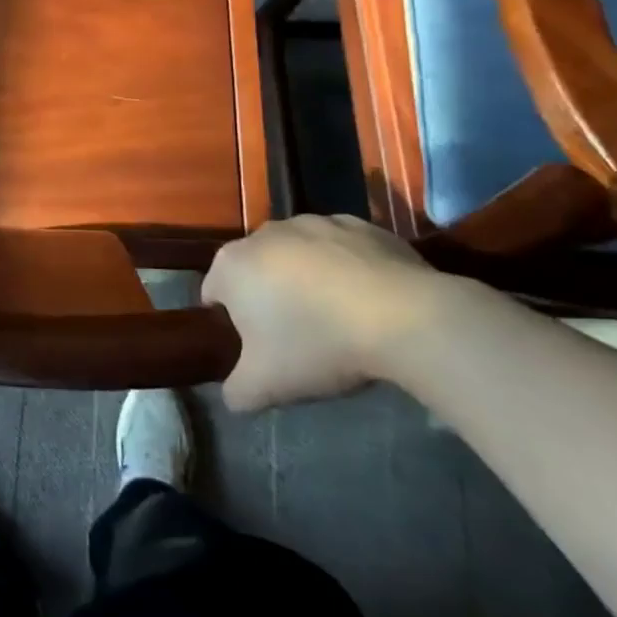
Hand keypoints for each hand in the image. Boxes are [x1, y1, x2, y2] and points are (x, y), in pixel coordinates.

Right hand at [204, 214, 460, 411]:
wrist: (403, 317)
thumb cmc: (317, 344)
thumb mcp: (266, 386)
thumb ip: (236, 392)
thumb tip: (234, 394)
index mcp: (232, 265)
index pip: (214, 294)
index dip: (231, 324)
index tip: (258, 349)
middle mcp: (264, 233)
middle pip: (255, 270)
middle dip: (267, 297)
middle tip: (296, 337)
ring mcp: (313, 222)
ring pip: (297, 255)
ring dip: (305, 279)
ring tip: (336, 318)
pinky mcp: (358, 223)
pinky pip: (340, 249)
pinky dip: (345, 267)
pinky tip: (367, 300)